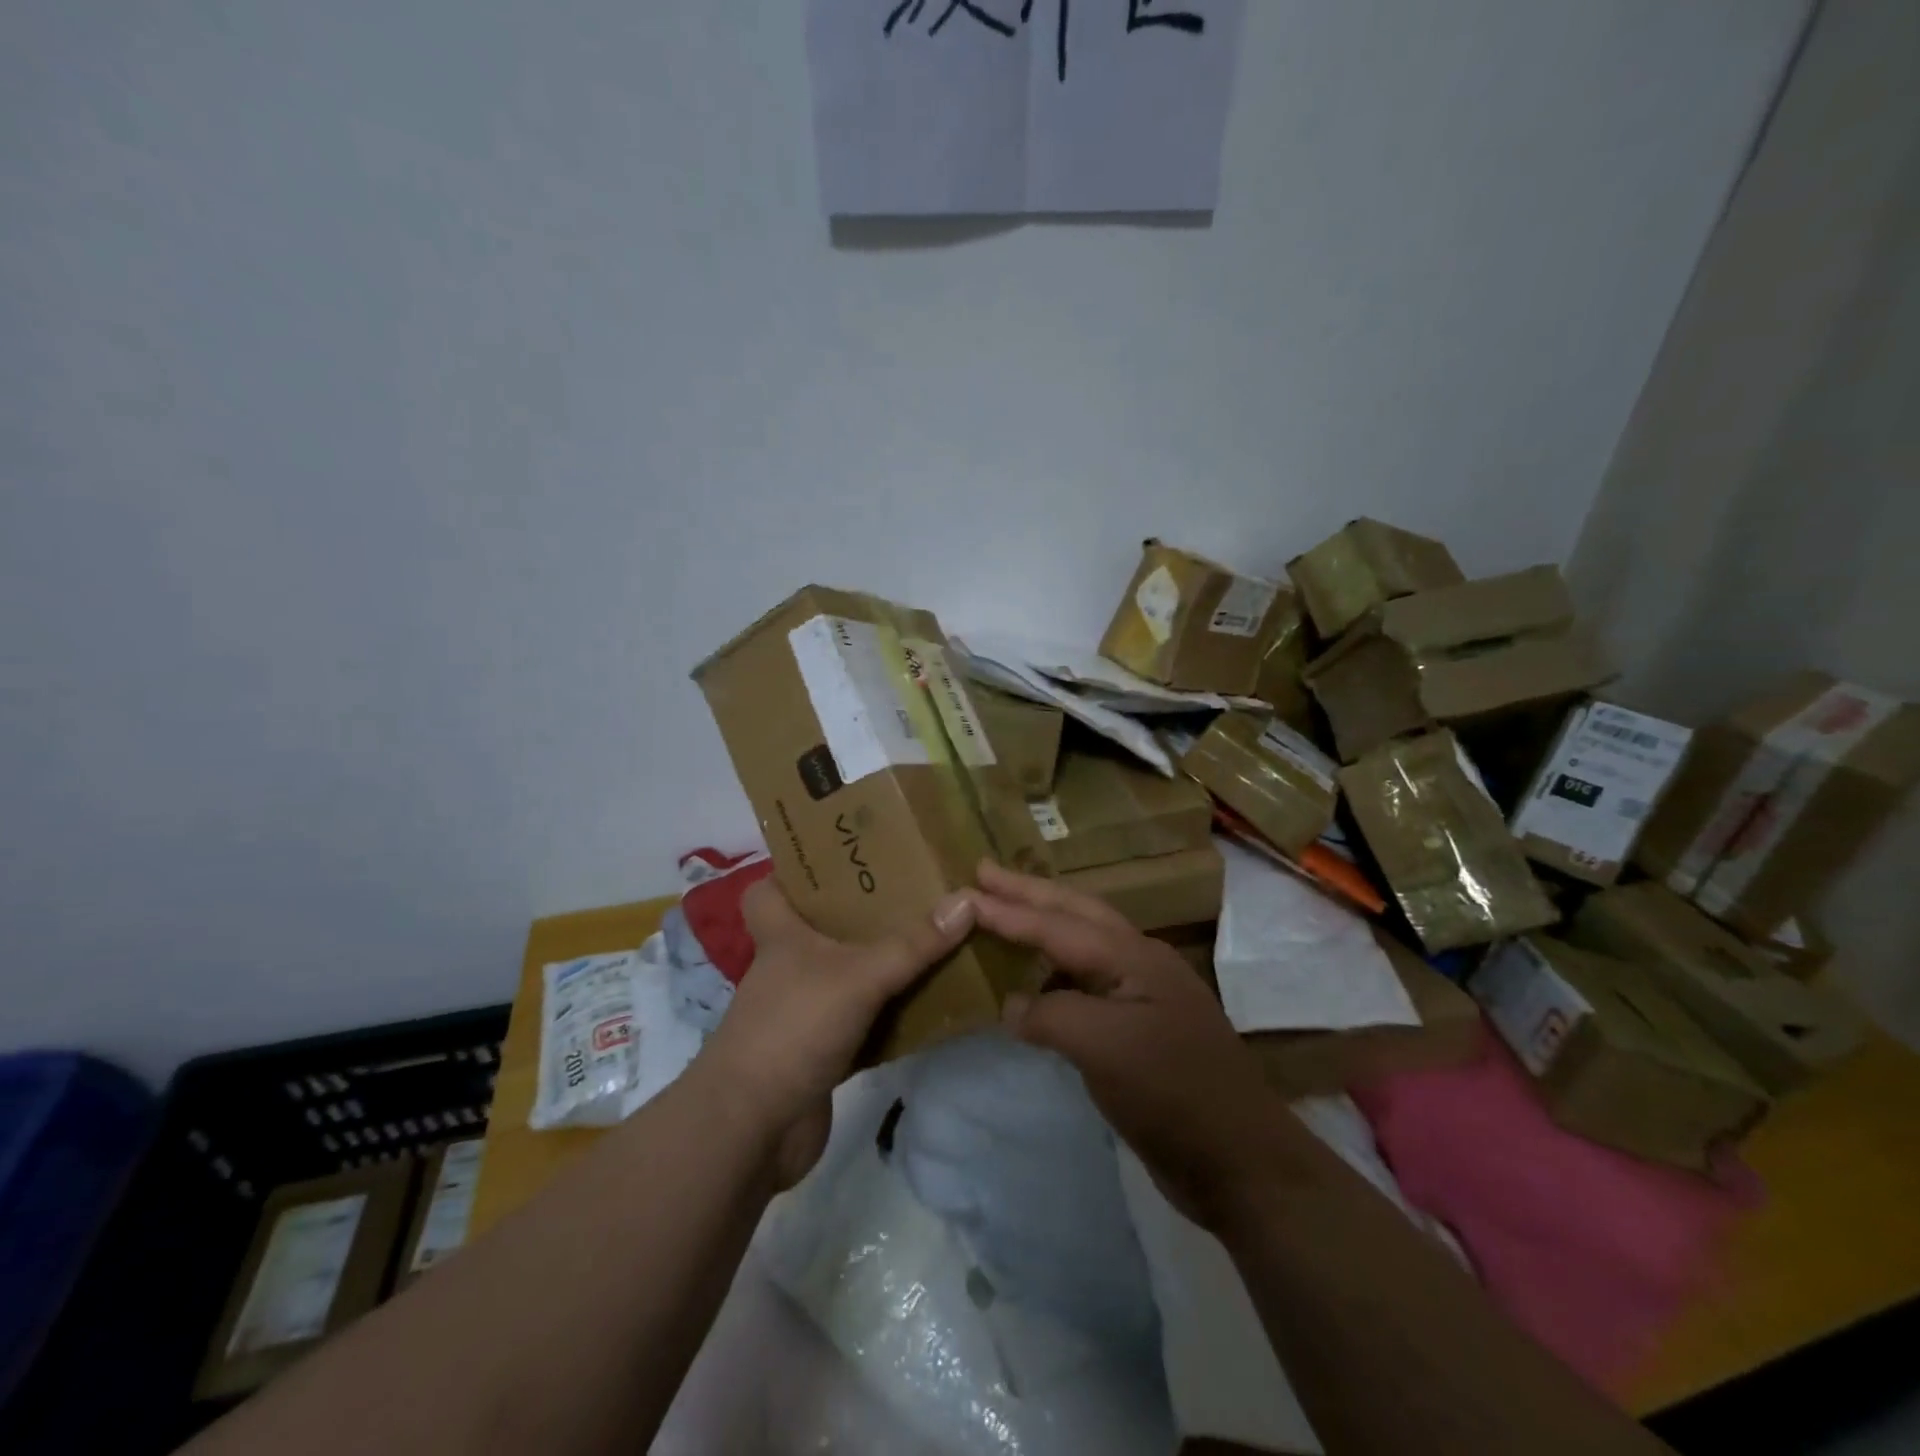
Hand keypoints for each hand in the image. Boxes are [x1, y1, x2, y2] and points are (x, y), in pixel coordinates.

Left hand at [693, 878, 975, 1185]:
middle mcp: (789, 967)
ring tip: (932, 938)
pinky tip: (927, 1005)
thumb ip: (913, 944)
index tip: (842, 857)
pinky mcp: (820, 1051)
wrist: (753, 1129)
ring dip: (881, 964)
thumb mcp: (859, 976)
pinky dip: (889, 1016)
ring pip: (846, 975)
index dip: (794, 871)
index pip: (769, 889)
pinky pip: (862, 1021)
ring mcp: (803, 1011)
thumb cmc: (794, 1028)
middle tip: (912, 892)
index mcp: (782, 935)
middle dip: (862, 913)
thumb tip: (968, 899)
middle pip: (821, 928)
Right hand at [972, 860, 1305, 1231]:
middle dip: (1028, 892)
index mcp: (1133, 956)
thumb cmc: (1171, 1092)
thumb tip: (1011, 1007)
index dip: (1009, 910)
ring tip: (1006, 912)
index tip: (966, 889)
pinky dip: (1054, 973)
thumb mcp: (1104, 1047)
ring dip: (1044, 924)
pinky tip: (1035, 983)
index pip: (1058, 924)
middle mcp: (1139, 962)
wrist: (1239, 1161)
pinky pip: (1087, 984)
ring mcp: (1143, 995)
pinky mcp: (1140, 1029)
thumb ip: (1049, 1015)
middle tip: (985, 872)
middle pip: (1076, 912)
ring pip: (1084, 944)